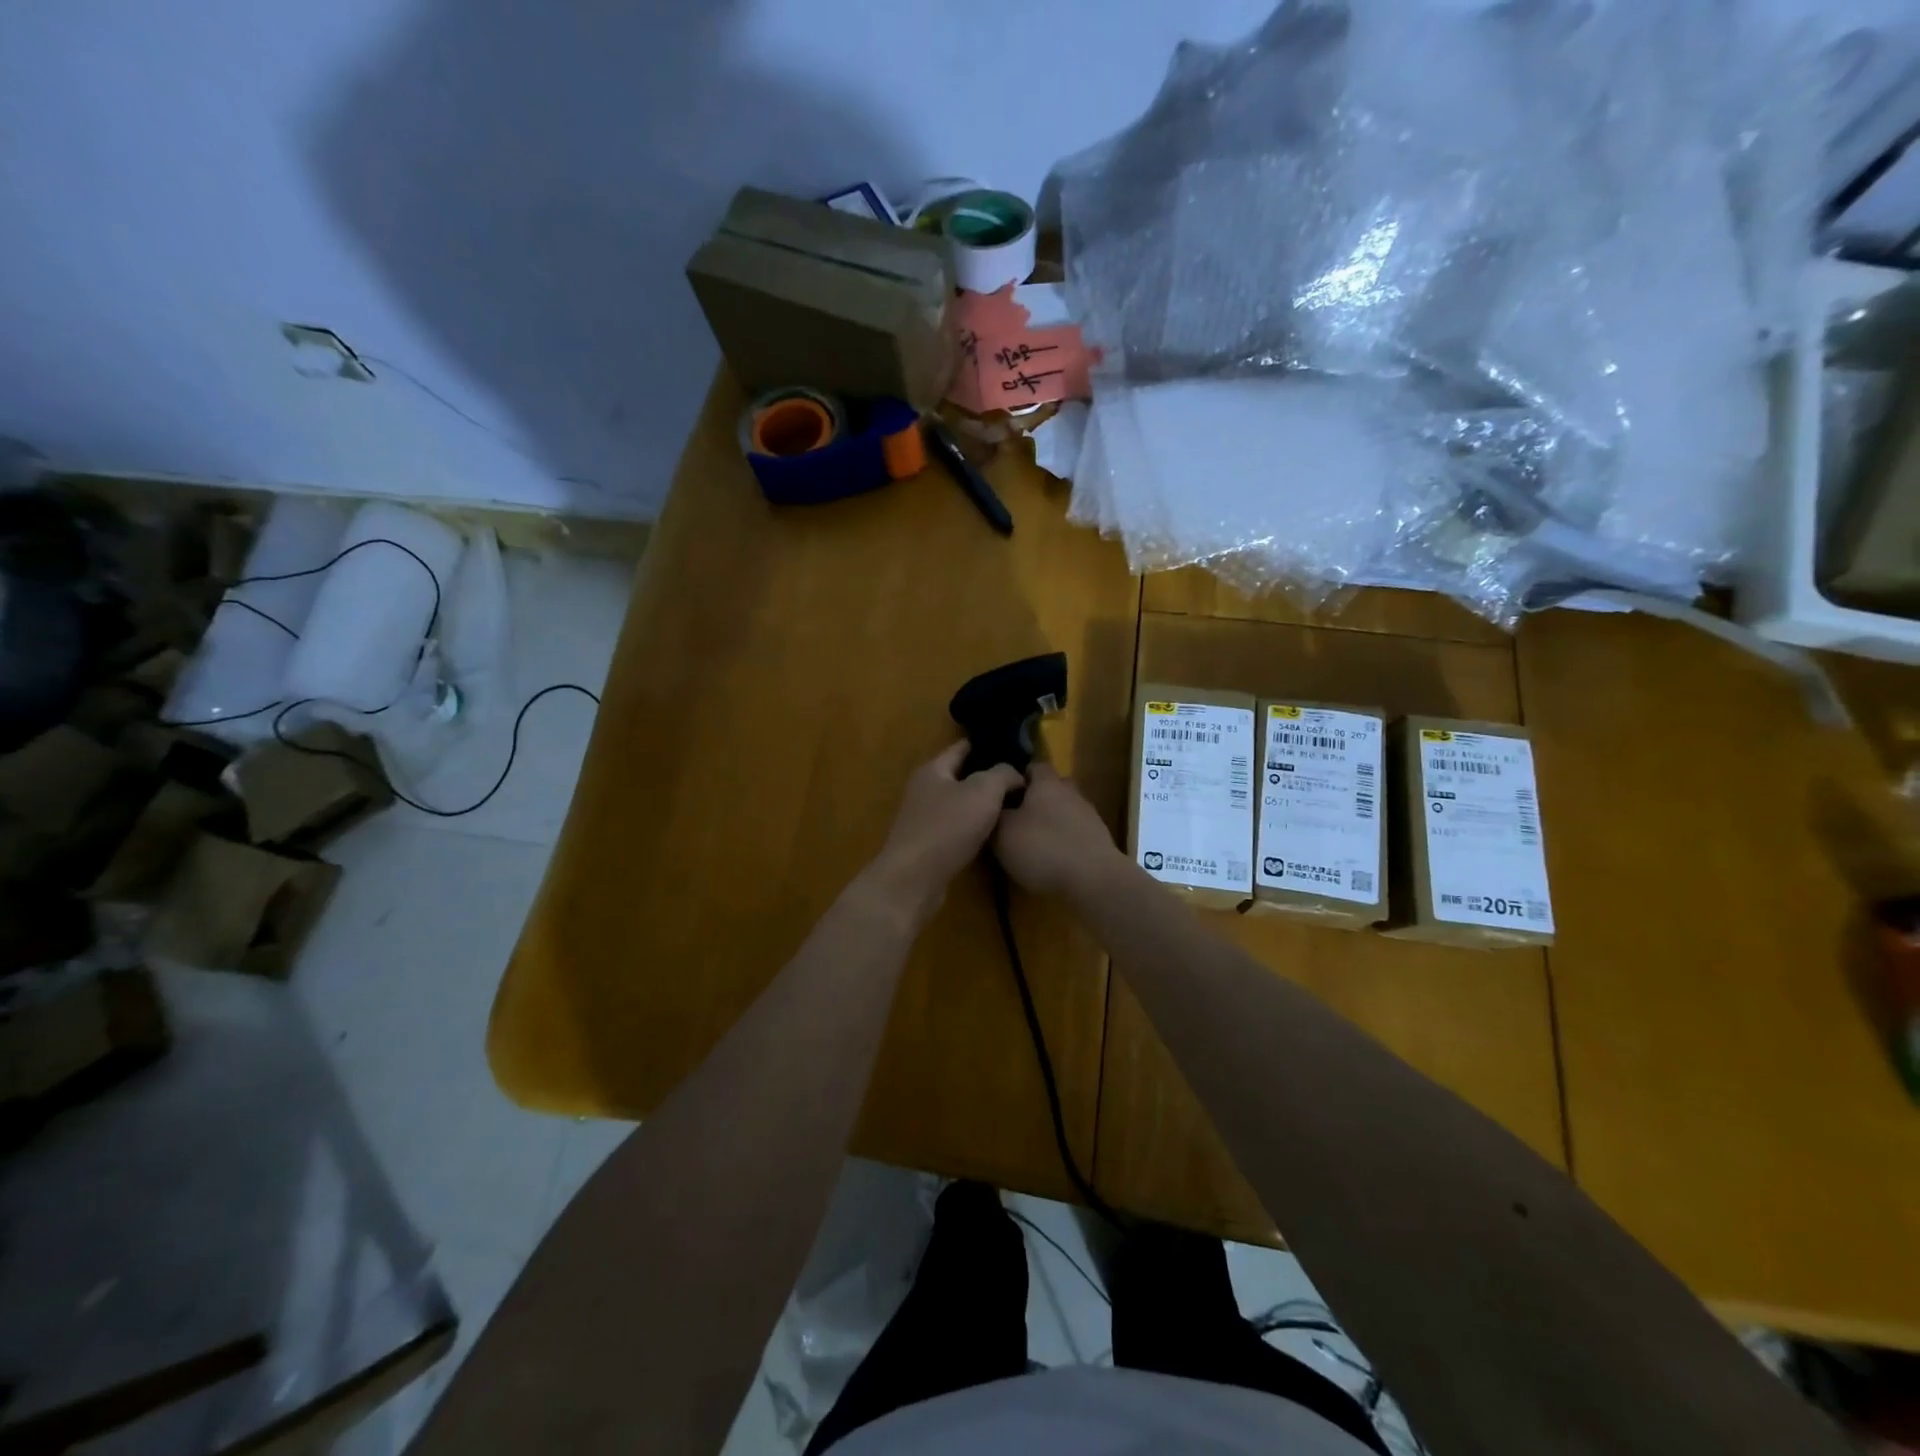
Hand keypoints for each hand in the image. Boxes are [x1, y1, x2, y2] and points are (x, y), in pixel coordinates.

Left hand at [859, 743, 1023, 927]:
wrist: (914, 879)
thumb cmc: (947, 827)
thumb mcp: (983, 792)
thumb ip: (1003, 774)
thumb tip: (1016, 773)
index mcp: (933, 769)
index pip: (962, 748)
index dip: (987, 745)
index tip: (1015, 748)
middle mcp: (924, 789)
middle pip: (960, 775)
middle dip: (987, 776)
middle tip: (1020, 779)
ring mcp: (923, 818)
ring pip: (959, 803)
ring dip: (981, 804)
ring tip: (1013, 805)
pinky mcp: (928, 845)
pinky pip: (956, 827)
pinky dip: (974, 826)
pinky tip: (993, 833)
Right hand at [993, 763, 1123, 900]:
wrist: (1093, 880)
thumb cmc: (1043, 848)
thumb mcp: (1002, 833)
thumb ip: (995, 815)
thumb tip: (993, 806)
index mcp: (1047, 783)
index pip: (1033, 766)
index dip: (1017, 777)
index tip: (1001, 793)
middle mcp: (1071, 792)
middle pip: (1051, 788)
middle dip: (1034, 800)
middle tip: (1015, 818)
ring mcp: (1089, 817)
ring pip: (1065, 811)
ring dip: (1050, 822)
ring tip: (1032, 843)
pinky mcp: (1099, 841)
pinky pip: (1075, 834)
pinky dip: (1064, 842)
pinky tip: (1052, 860)